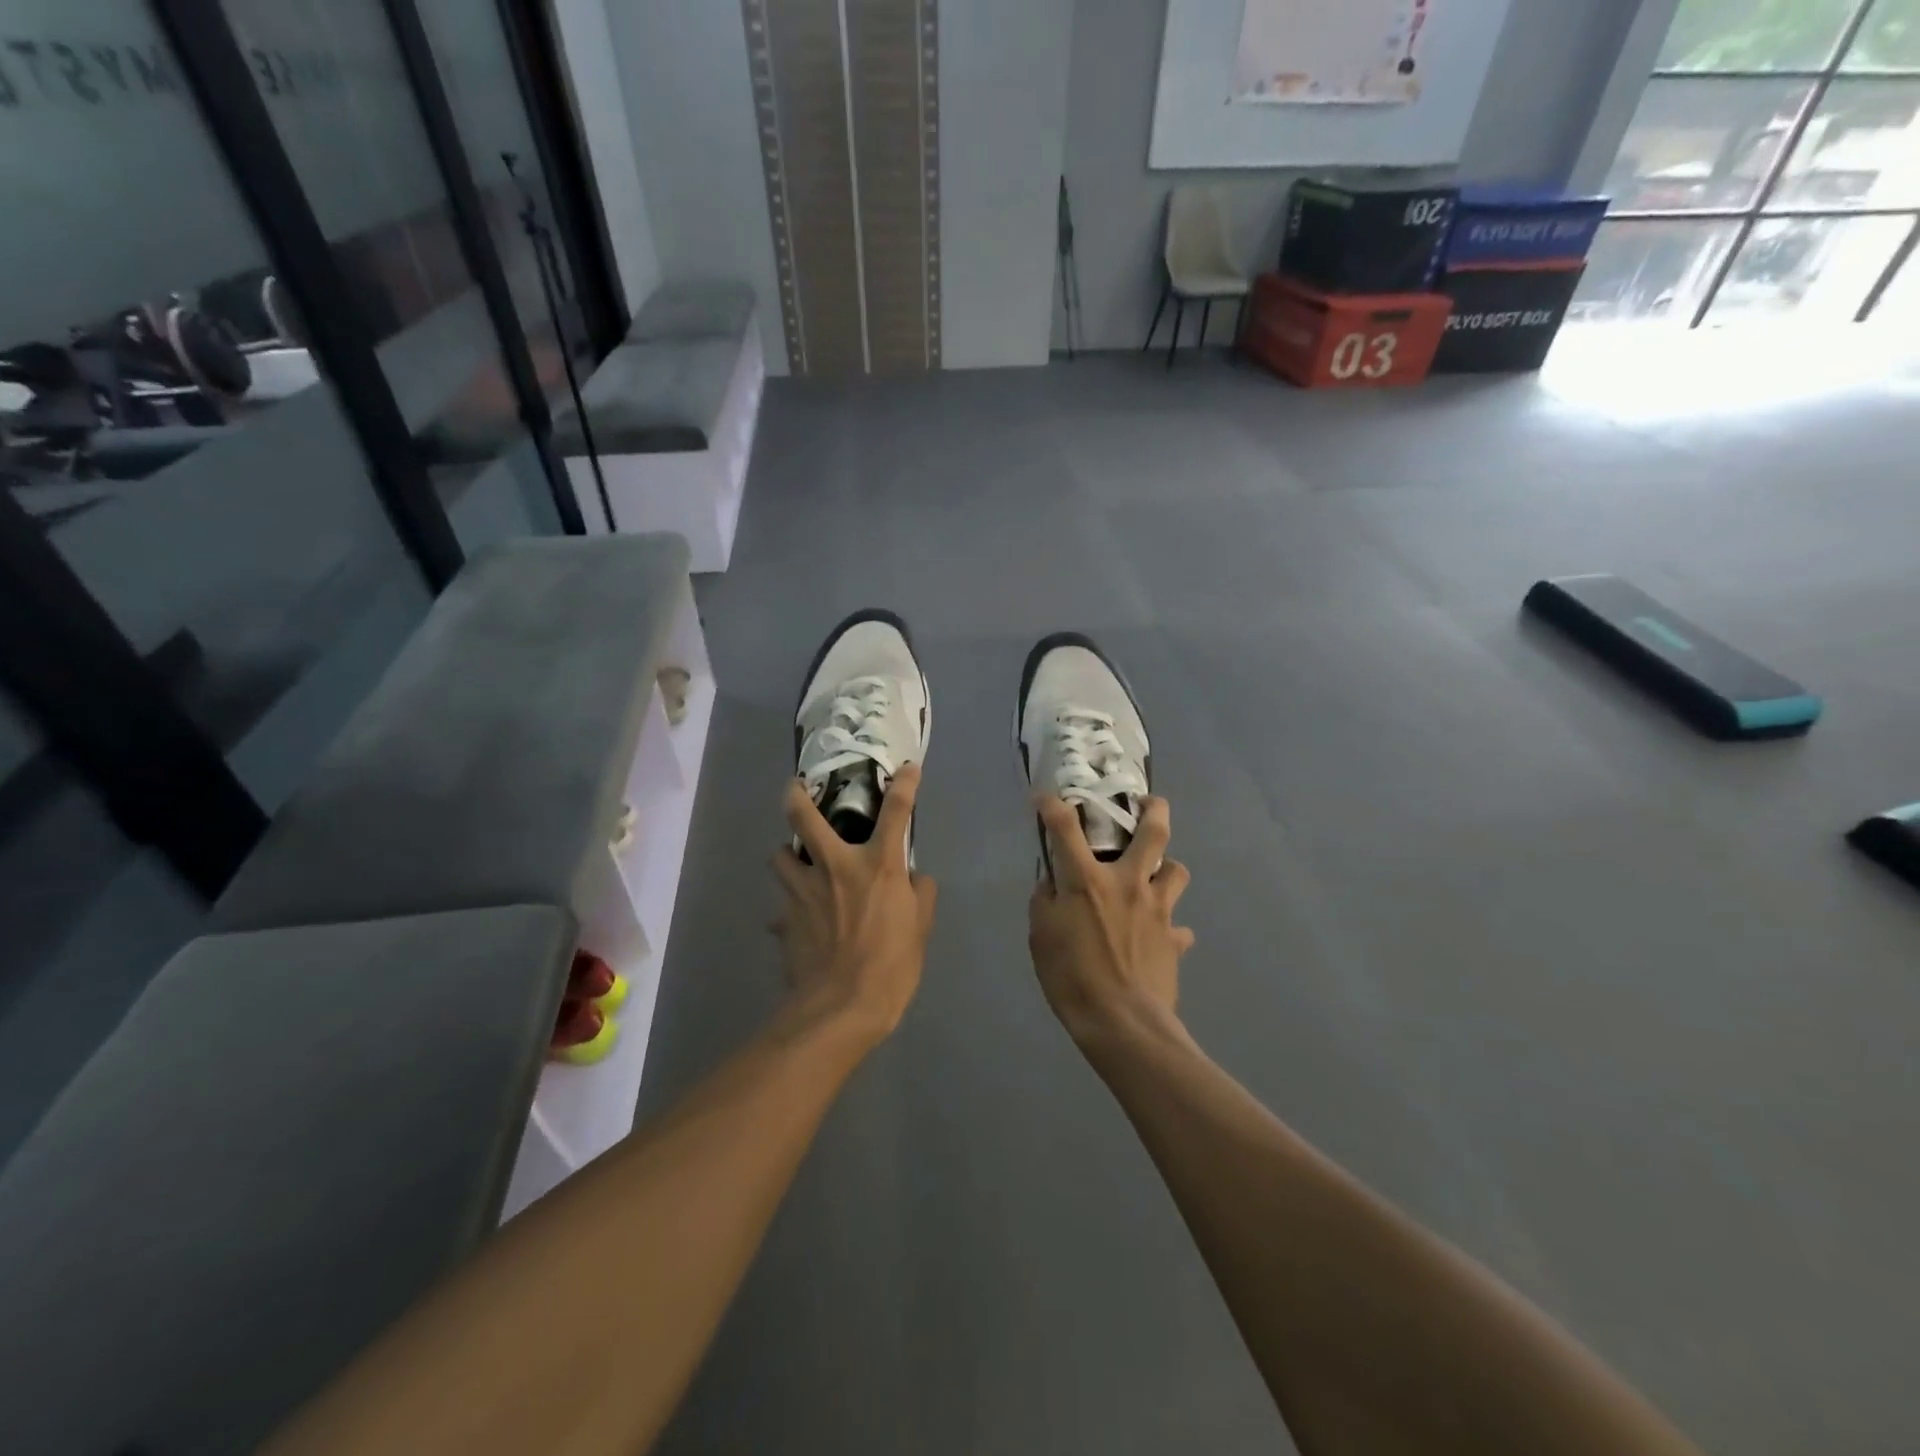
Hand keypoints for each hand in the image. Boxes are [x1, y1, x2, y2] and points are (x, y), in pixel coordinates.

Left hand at [773, 763, 937, 1045]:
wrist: (841, 1008)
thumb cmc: (891, 965)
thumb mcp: (920, 929)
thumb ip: (919, 894)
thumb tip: (913, 878)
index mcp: (876, 865)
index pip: (896, 812)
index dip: (904, 785)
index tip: (907, 768)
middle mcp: (835, 867)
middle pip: (803, 817)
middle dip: (795, 795)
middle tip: (795, 788)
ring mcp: (802, 892)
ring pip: (779, 857)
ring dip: (788, 856)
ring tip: (797, 864)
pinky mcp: (784, 919)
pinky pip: (781, 907)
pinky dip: (788, 910)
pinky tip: (796, 923)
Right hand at [1028, 794, 1193, 1045]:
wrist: (1122, 1023)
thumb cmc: (1072, 977)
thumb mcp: (1041, 937)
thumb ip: (1045, 903)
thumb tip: (1051, 885)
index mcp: (1088, 880)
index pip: (1065, 827)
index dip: (1053, 805)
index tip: (1044, 797)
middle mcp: (1129, 883)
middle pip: (1154, 831)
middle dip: (1153, 808)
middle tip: (1145, 804)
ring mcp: (1159, 910)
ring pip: (1177, 871)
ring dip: (1166, 868)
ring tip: (1154, 876)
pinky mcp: (1175, 939)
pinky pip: (1179, 928)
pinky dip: (1170, 928)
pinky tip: (1160, 938)